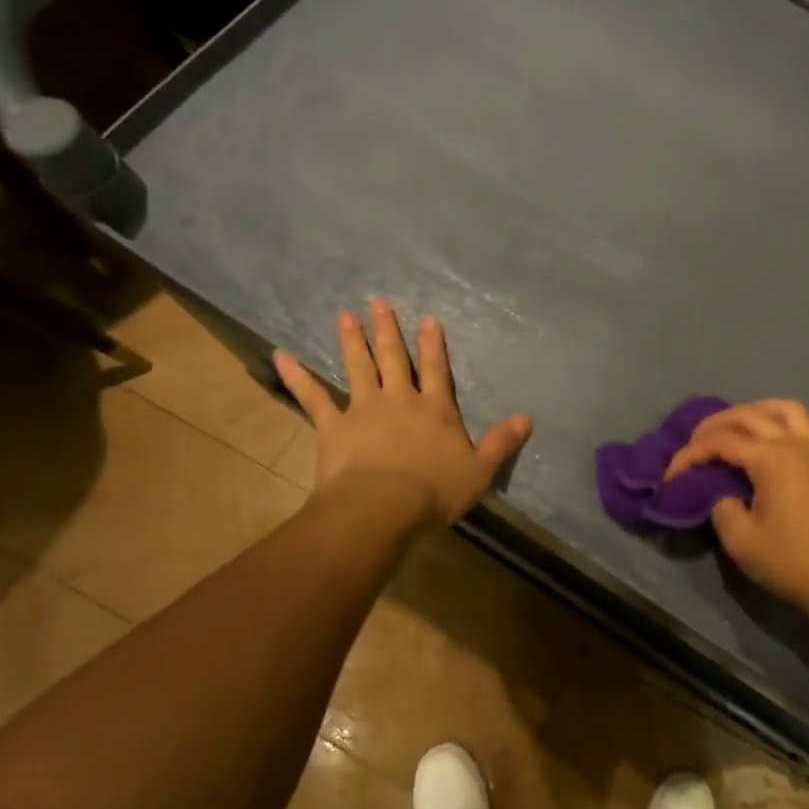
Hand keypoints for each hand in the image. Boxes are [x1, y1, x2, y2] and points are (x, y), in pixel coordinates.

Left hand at [272, 300, 531, 531]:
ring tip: (346, 316)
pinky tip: (281, 356)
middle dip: (389, 330)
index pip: (436, 371)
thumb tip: (527, 419)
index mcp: (436, 410)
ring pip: (358, 367)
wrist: (382, 506)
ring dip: (353, 341)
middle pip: (395, 359)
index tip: (428, 320)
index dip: (433, 346)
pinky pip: (313, 397)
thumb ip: (502, 443)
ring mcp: (363, 409)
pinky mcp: (332, 426)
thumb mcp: (480, 470)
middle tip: (379, 302)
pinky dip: (297, 376)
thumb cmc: (435, 491)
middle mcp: (400, 400)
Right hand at [663, 400, 808, 614]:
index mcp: (772, 458)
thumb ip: (721, 506)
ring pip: (783, 408)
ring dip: (754, 411)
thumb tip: (723, 492)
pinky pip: (803, 424)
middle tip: (695, 444)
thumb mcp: (739, 539)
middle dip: (715, 425)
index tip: (673, 475)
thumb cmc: (789, 561)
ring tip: (734, 428)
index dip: (691, 454)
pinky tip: (767, 442)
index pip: (721, 441)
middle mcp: (796, 443)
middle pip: (749, 414)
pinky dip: (779, 421)